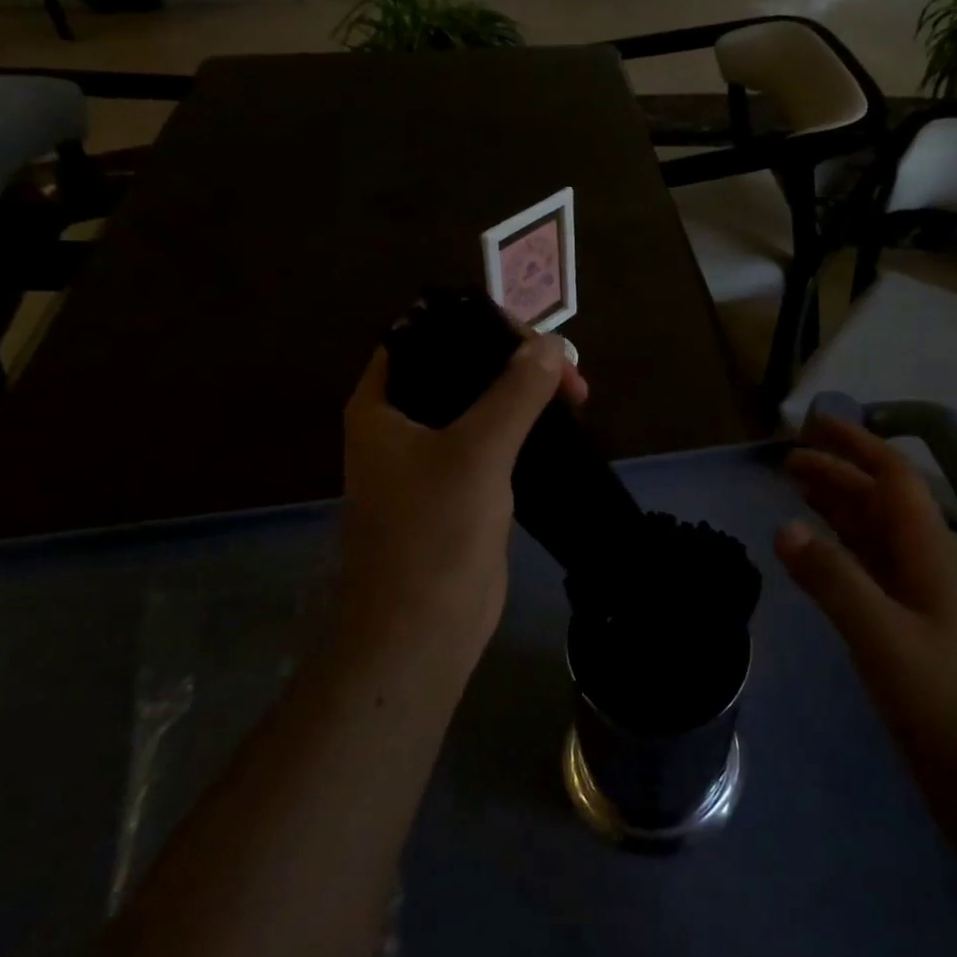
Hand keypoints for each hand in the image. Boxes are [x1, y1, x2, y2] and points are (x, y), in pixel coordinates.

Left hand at [339, 330, 587, 672]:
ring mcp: (429, 456)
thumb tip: (552, 344)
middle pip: (460, 367)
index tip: (532, 337)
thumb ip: (515, 391)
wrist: (421, 631)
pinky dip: (524, 426)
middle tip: (567, 371)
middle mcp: (400, 423)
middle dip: (514, 361)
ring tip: (574, 393)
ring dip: (524, 394)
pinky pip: (492, 439)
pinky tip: (559, 425)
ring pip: (480, 403)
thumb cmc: (433, 533)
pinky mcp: (458, 487)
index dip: (478, 324)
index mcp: (382, 403)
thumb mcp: (477, 450)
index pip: (427, 334)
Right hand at [776, 414, 956, 748]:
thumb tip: (784, 527)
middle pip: (880, 501)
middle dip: (838, 473)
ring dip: (838, 506)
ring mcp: (916, 599)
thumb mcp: (882, 637)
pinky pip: (867, 568)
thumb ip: (833, 580)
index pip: (894, 479)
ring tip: (797, 490)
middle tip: (788, 460)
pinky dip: (839, 547)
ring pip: (873, 533)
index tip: (815, 426)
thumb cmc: (943, 703)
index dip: (857, 446)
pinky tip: (816, 551)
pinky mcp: (905, 629)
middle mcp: (924, 565)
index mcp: (928, 554)